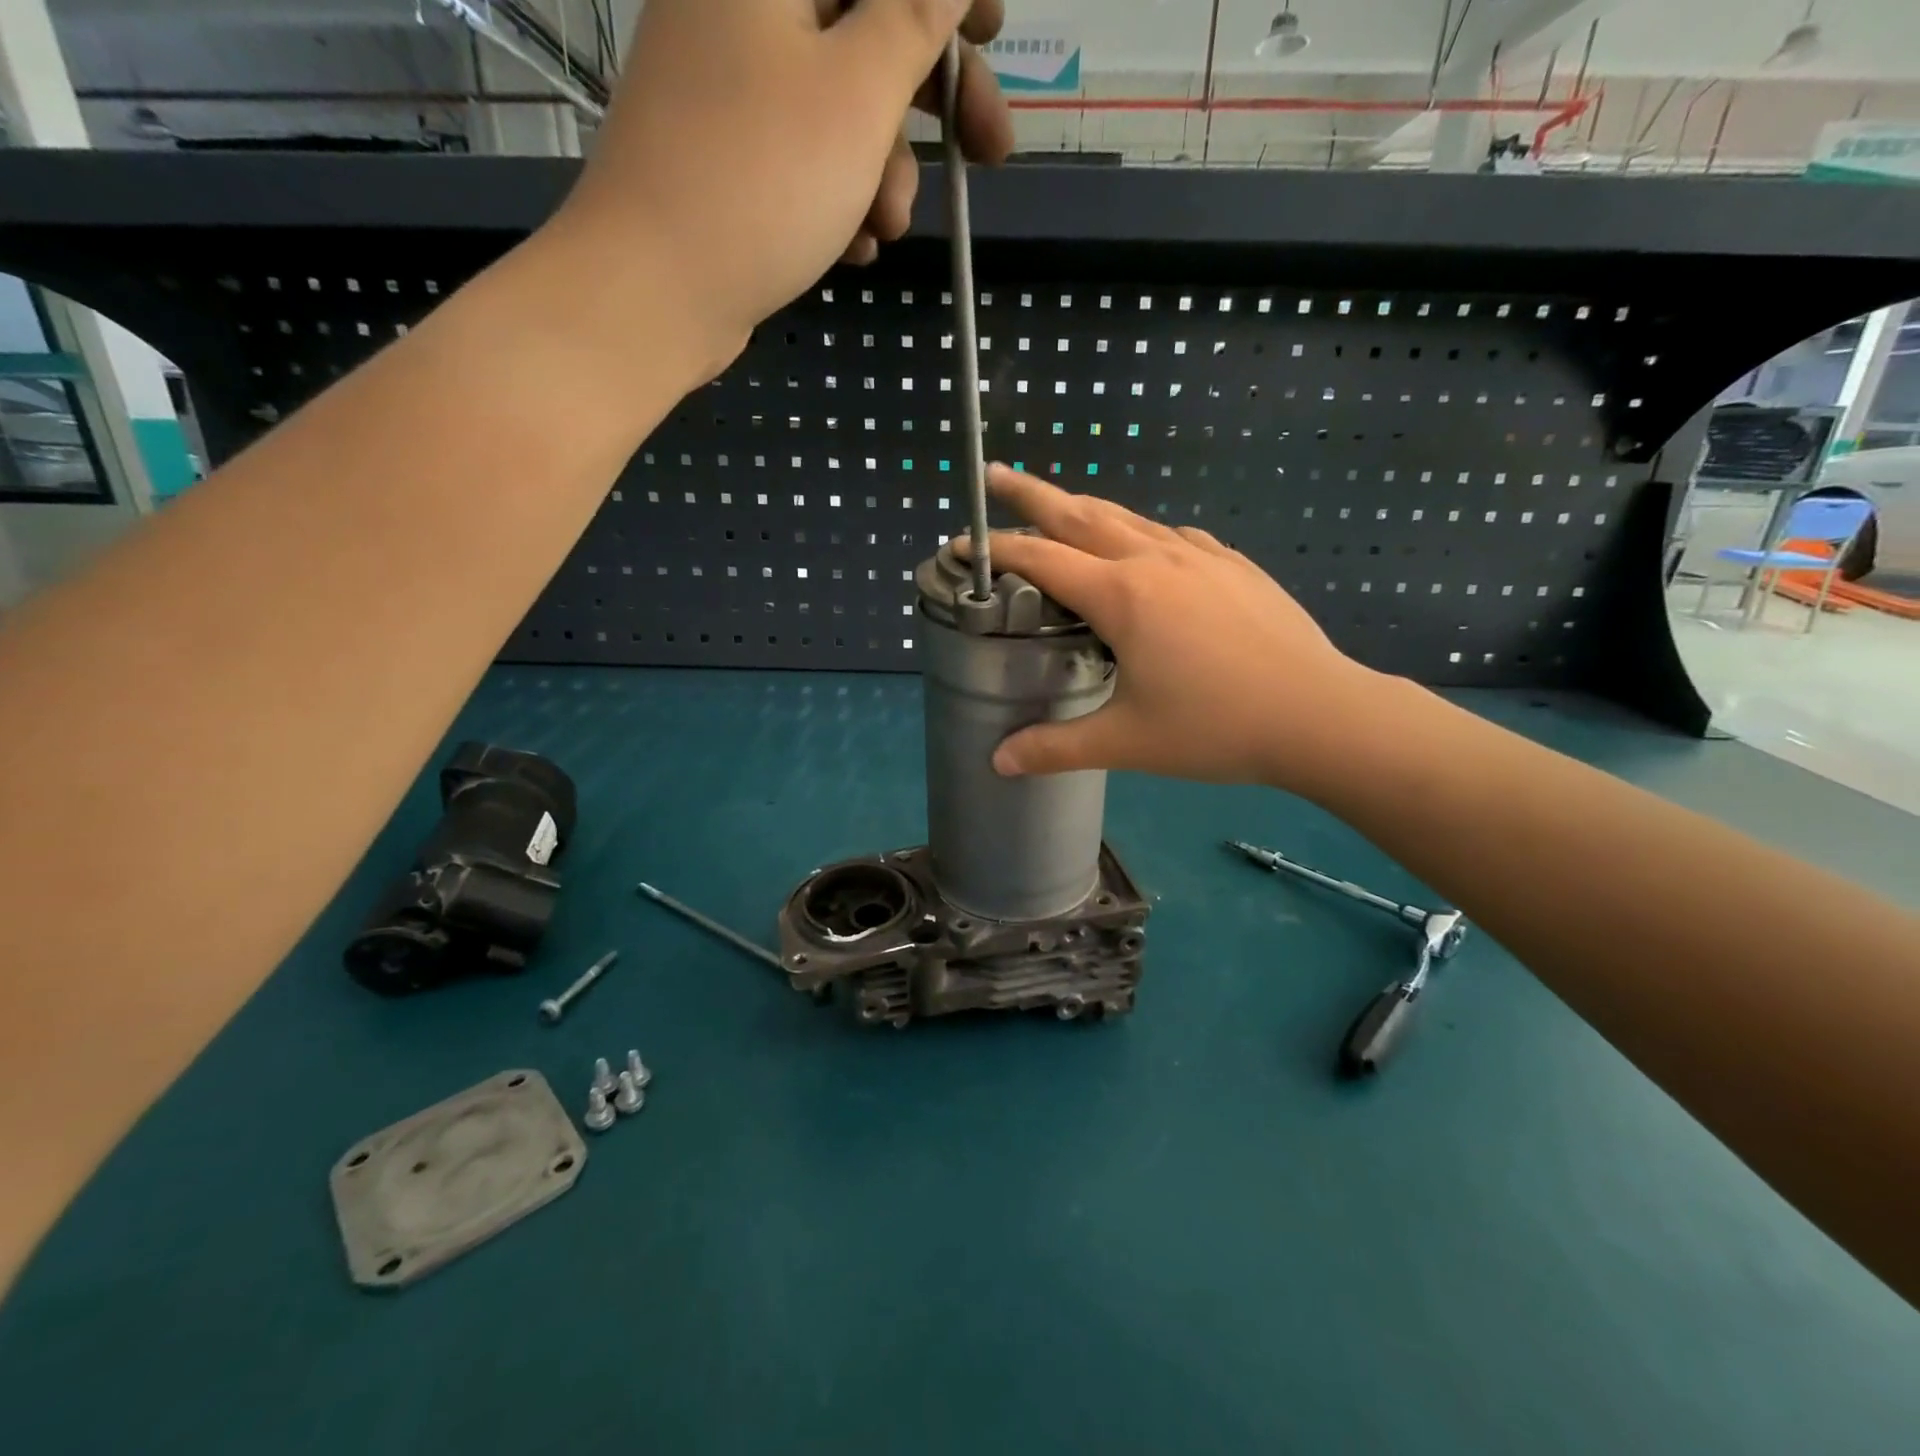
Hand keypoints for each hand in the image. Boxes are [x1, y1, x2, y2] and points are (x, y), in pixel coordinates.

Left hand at [553, 0, 1010, 372]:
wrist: (654, 291)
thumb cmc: (762, 180)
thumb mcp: (859, 93)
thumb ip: (913, 15)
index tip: (994, 31)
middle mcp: (741, 5)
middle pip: (862, 28)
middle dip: (930, 98)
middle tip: (988, 151)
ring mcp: (729, 84)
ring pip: (839, 106)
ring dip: (881, 170)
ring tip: (883, 228)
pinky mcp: (727, 154)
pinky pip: (805, 156)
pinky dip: (839, 197)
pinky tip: (850, 247)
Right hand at [965, 466, 1383, 790]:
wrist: (1320, 714)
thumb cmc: (1216, 728)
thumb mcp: (1126, 742)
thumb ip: (1056, 748)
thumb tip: (997, 761)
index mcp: (1122, 595)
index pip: (1041, 560)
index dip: (996, 551)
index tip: (961, 544)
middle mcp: (1156, 561)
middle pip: (1081, 514)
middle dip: (1032, 494)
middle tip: (995, 475)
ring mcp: (1201, 557)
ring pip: (1129, 517)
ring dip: (1085, 509)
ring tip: (1060, 507)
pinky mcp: (1234, 566)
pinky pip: (1173, 536)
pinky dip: (1141, 532)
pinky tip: (1145, 547)